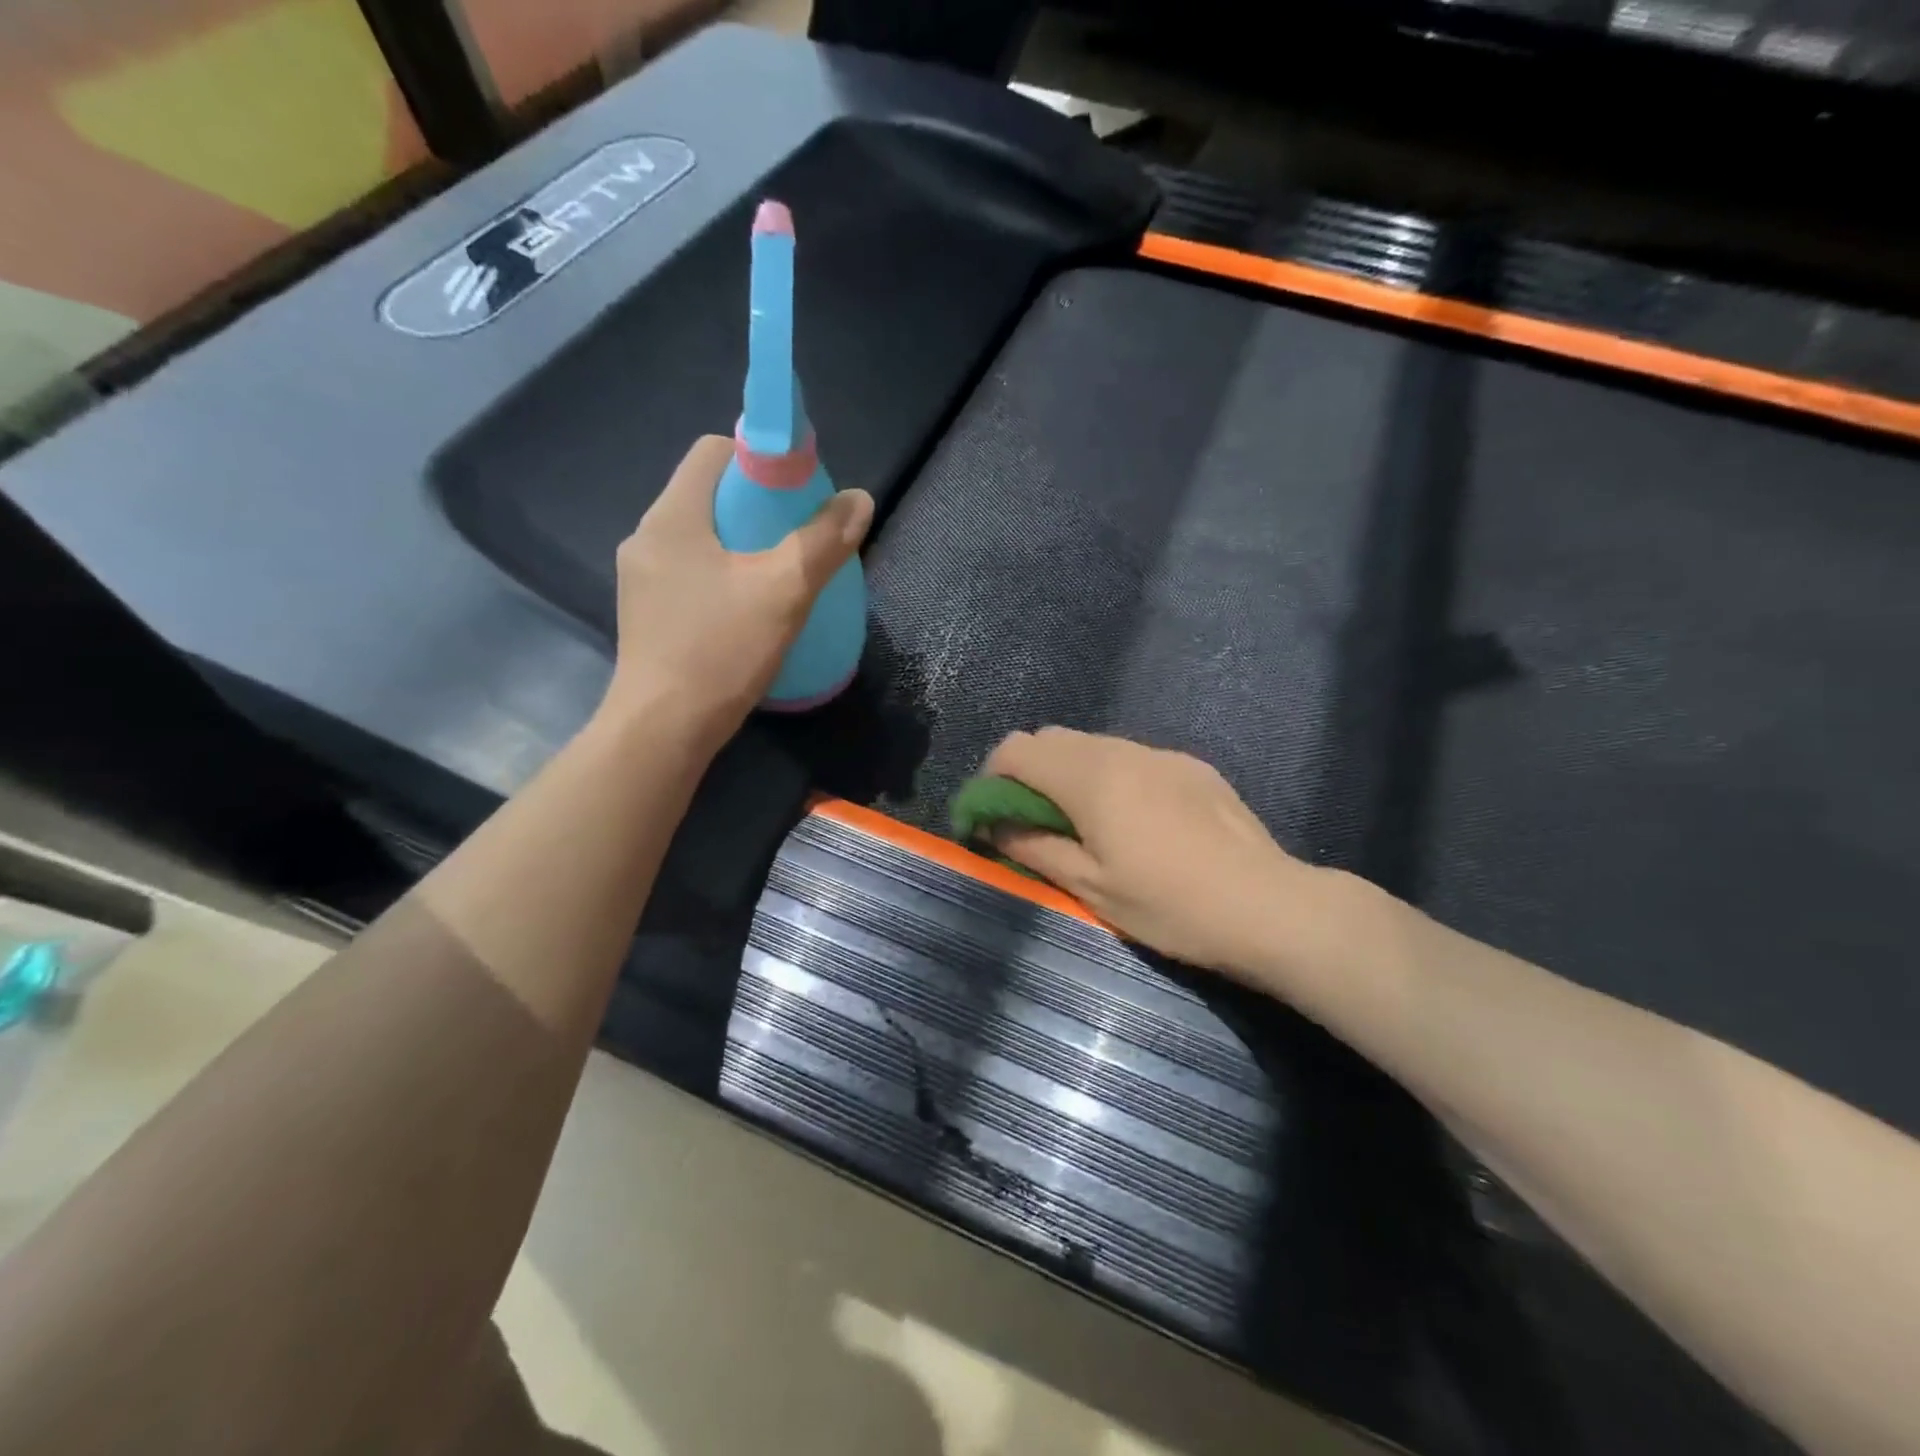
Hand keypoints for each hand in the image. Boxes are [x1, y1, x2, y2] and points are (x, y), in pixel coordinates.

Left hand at [604, 436, 872, 740]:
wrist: (663, 731)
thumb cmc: (720, 652)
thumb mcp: (784, 592)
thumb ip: (822, 541)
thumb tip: (858, 500)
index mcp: (673, 516)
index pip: (714, 451)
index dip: (761, 458)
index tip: (798, 491)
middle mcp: (648, 537)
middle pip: (709, 495)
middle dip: (759, 506)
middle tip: (800, 537)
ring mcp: (642, 579)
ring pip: (702, 538)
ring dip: (743, 545)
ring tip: (781, 575)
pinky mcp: (648, 614)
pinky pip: (692, 573)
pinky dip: (725, 576)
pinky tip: (751, 610)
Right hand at [983, 728, 1325, 976]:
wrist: (1270, 906)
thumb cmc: (1169, 905)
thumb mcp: (1090, 887)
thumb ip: (1034, 847)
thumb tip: (994, 823)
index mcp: (1090, 777)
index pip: (1016, 749)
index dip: (991, 778)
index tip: (991, 818)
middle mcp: (1121, 750)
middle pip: (1052, 738)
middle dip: (1028, 773)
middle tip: (1033, 822)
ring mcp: (1161, 754)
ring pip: (1093, 745)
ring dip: (1070, 773)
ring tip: (1084, 823)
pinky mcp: (1191, 766)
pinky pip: (1131, 757)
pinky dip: (1110, 776)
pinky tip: (1135, 821)